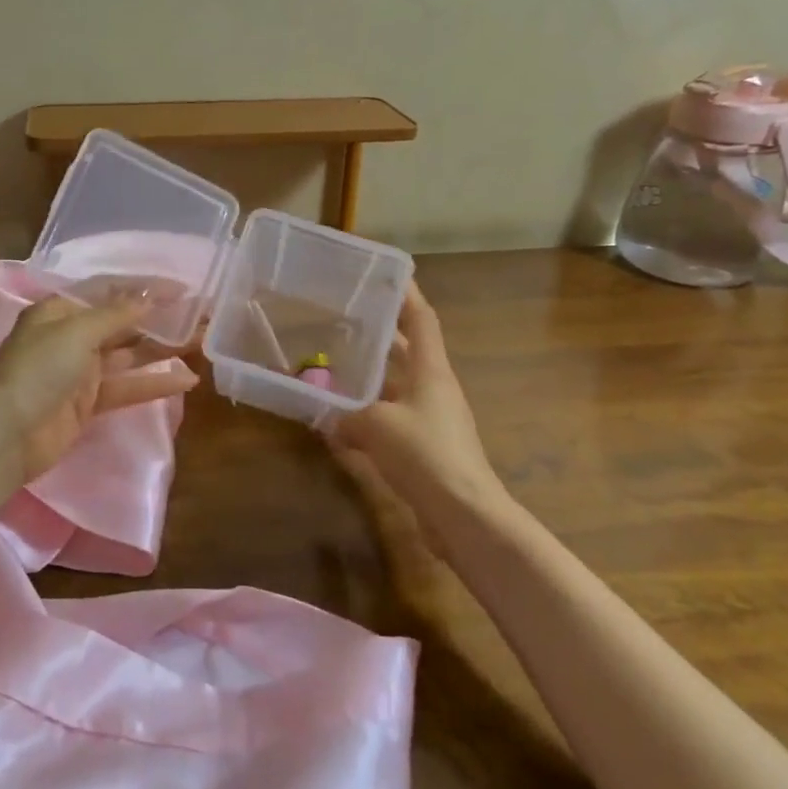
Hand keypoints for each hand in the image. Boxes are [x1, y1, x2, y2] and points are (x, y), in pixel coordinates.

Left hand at [0, 297, 199, 481]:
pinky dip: (155, 383)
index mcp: (61, 310)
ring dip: (164, 349)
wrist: (5, 435)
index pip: (109, 290)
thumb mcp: (76, 332)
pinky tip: (187, 379)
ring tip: (203, 342)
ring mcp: (81, 371)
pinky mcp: (90, 403)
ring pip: (130, 354)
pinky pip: (127, 387)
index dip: (145, 288)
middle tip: (201, 316)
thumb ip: (117, 314)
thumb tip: (150, 296)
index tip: (182, 289)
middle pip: (123, 322)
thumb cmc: (37, 370)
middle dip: (161, 319)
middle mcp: (72, 336)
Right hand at [331, 281, 509, 529]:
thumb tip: (324, 416)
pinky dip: (366, 417)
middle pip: (407, 351)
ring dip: (369, 378)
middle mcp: (433, 389)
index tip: (386, 274)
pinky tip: (337, 424)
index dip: (406, 294)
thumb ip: (345, 415)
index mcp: (431, 371)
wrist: (463, 514)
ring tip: (334, 366)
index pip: (422, 319)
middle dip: (380, 334)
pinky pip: (389, 420)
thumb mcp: (375, 426)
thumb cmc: (425, 454)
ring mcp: (431, 419)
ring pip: (395, 387)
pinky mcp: (424, 448)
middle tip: (345, 318)